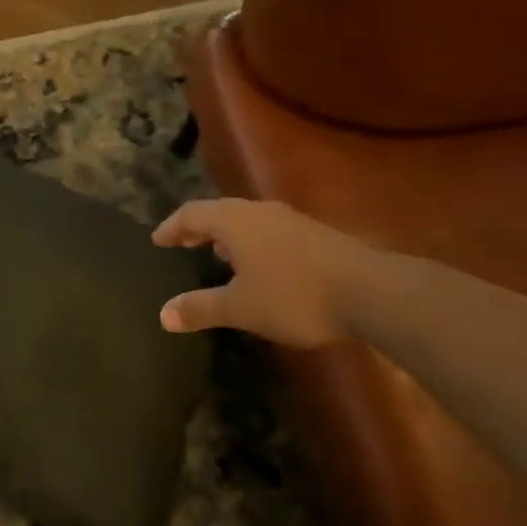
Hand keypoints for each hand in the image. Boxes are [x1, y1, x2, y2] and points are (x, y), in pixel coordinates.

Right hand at [151, 198, 366, 349]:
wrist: (369, 291)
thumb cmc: (294, 295)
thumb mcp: (241, 308)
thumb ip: (201, 308)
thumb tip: (162, 315)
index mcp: (234, 221)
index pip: (191, 213)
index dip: (171, 226)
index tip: (157, 240)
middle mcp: (258, 211)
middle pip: (218, 211)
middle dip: (197, 227)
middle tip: (182, 243)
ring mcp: (289, 219)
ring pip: (246, 219)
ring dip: (226, 234)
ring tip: (217, 254)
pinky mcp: (312, 233)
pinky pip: (267, 229)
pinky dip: (250, 241)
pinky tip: (259, 266)